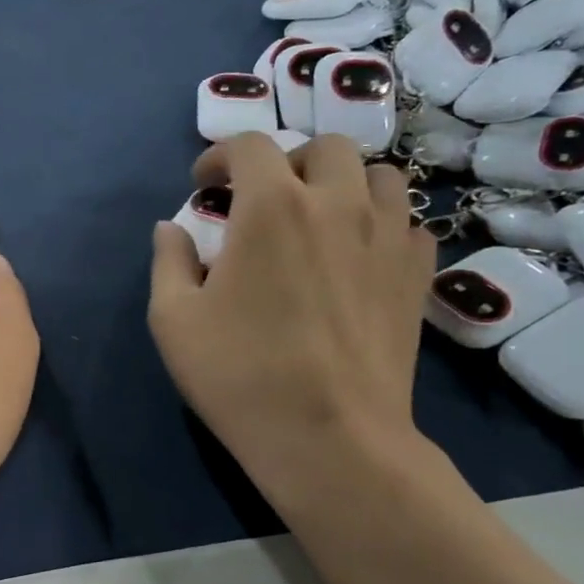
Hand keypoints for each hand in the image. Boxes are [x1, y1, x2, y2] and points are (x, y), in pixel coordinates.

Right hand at [148, 133, 434, 494]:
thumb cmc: (240, 375)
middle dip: (286, 161)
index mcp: (270, 207)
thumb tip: (171, 227)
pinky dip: (380, 222)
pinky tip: (357, 252)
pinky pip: (406, 222)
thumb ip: (167, 260)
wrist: (330, 438)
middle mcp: (336, 204)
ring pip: (378, 175)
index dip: (220, 156)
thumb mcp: (173, 318)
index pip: (250, 145)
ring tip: (318, 216)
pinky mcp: (415, 274)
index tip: (203, 184)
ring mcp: (385, 237)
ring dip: (343, 182)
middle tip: (262, 198)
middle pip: (323, 147)